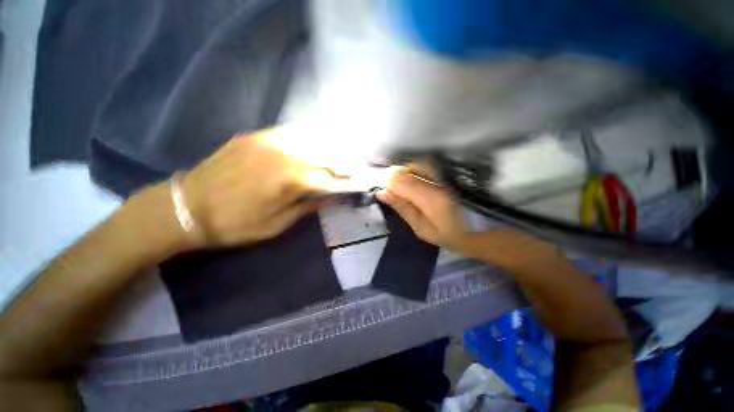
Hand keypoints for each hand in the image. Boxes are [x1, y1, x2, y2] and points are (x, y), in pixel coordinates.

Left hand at [180, 130, 347, 246]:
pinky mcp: (255, 136)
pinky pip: (290, 133)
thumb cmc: (236, 224)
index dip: (346, 183)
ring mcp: (269, 141)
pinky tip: (311, 145)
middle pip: (324, 157)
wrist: (186, 207)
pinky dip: (307, 139)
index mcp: (291, 181)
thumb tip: (330, 198)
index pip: (329, 180)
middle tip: (349, 171)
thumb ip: (307, 207)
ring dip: (327, 150)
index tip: (358, 184)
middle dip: (341, 165)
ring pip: (310, 141)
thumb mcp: (277, 224)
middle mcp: (285, 156)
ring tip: (335, 158)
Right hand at [377, 166, 558, 263]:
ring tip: (415, 188)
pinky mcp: (456, 162)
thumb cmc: (460, 235)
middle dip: (397, 177)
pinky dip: (419, 167)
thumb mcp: (425, 230)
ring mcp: (450, 165)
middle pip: (405, 165)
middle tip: (401, 192)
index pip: (397, 178)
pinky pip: (428, 160)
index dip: (387, 183)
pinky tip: (424, 179)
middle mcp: (442, 174)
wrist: (499, 227)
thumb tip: (382, 193)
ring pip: (416, 159)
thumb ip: (402, 209)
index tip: (387, 192)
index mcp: (433, 196)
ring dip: (408, 171)